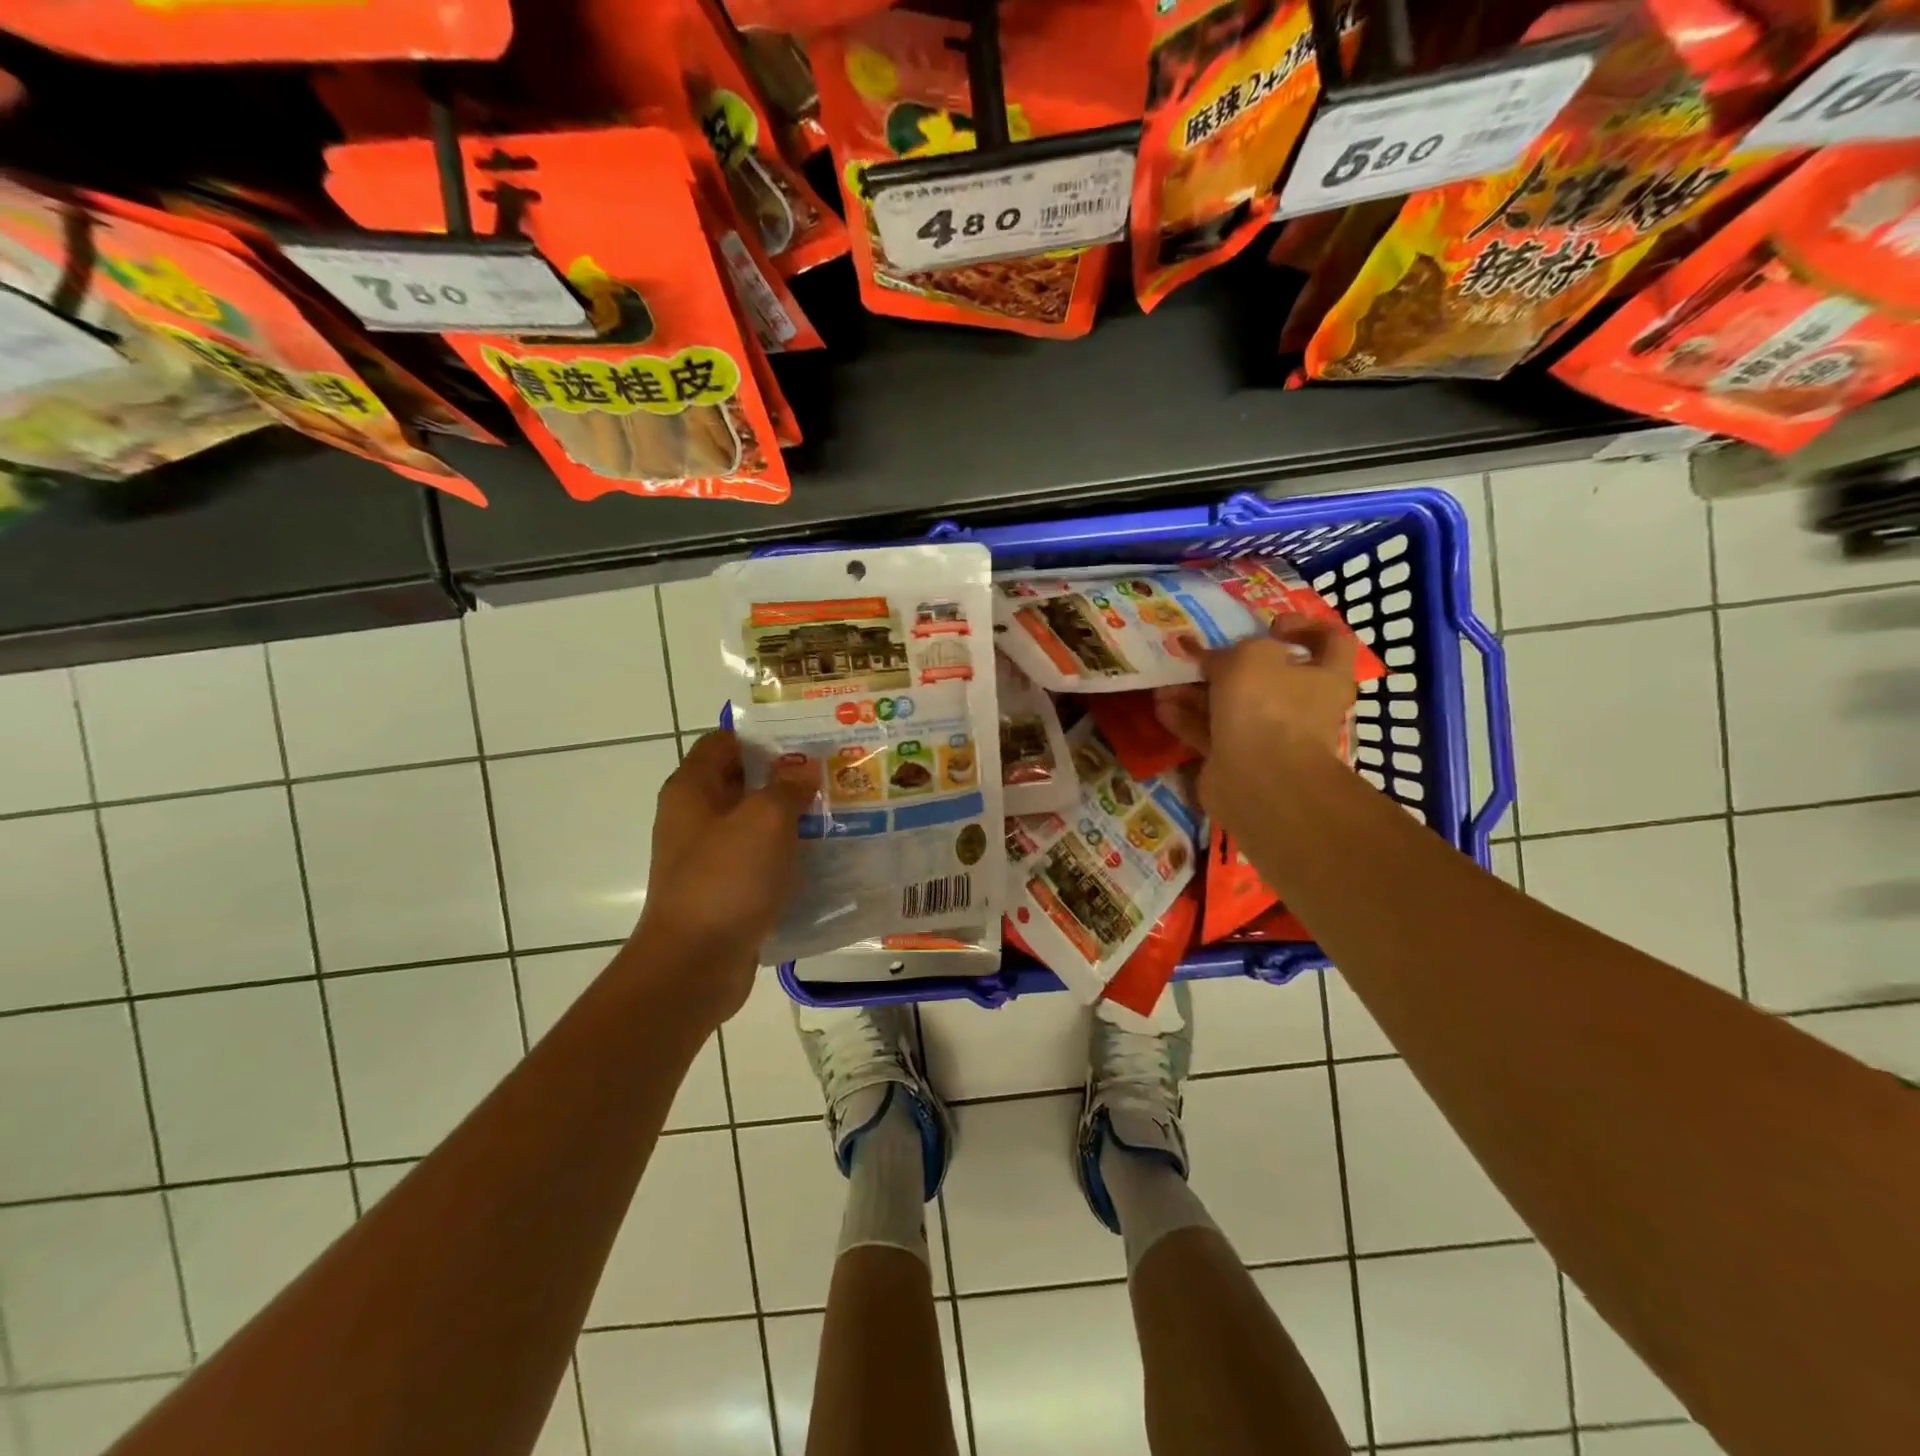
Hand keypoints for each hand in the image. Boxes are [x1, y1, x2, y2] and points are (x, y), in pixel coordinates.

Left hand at [630, 730, 817, 1023]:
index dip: (765, 737)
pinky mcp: (723, 890)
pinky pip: (759, 860)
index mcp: (692, 789)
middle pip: (743, 782)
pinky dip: (786, 856)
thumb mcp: (765, 820)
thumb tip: (804, 768)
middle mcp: (694, 817)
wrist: (694, 965)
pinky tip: (823, 858)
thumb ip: (787, 786)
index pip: (725, 742)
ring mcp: (707, 857)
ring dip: (791, 819)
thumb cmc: (726, 880)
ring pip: (754, 823)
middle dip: (787, 778)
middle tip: (835, 776)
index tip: (809, 741)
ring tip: (839, 813)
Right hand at [1152, 613, 1356, 833]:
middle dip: (1226, 664)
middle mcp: (1300, 706)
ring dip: (1197, 692)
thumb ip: (1230, 650)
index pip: (1329, 641)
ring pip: (1230, 705)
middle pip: (1266, 676)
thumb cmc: (1268, 706)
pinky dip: (1187, 720)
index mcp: (1323, 676)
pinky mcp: (1236, 759)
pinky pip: (1209, 733)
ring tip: (1166, 682)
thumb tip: (1213, 658)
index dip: (1303, 626)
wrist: (1260, 780)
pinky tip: (1162, 708)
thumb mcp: (1251, 656)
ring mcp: (1268, 735)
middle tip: (1196, 654)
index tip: (1270, 624)